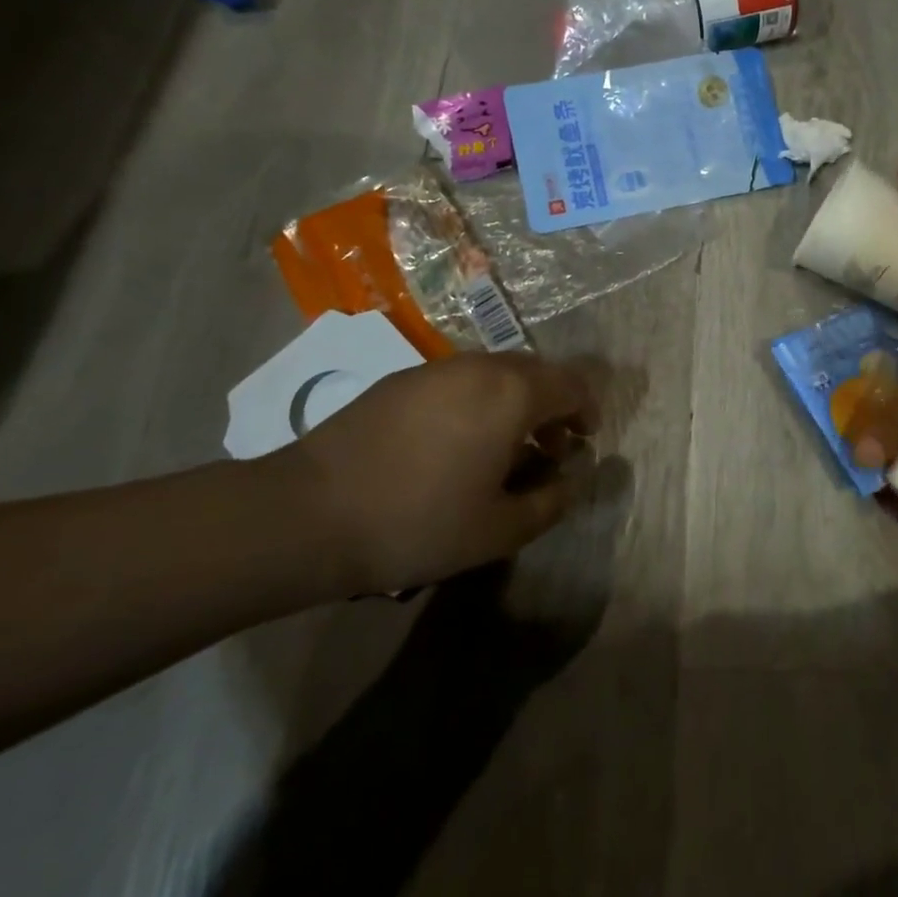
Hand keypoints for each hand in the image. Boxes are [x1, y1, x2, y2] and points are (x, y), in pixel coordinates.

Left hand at [263, 353, 596, 594]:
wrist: (309, 513)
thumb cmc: (418, 522)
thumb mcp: (499, 529)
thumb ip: (551, 501)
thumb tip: (573, 480)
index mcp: (512, 393)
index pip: (572, 384)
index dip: (587, 411)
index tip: (585, 442)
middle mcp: (479, 367)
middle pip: (536, 372)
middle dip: (553, 406)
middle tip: (549, 449)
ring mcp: (436, 369)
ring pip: (496, 373)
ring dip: (515, 403)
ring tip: (503, 449)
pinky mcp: (400, 381)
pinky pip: (459, 380)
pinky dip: (477, 402)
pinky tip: (455, 444)